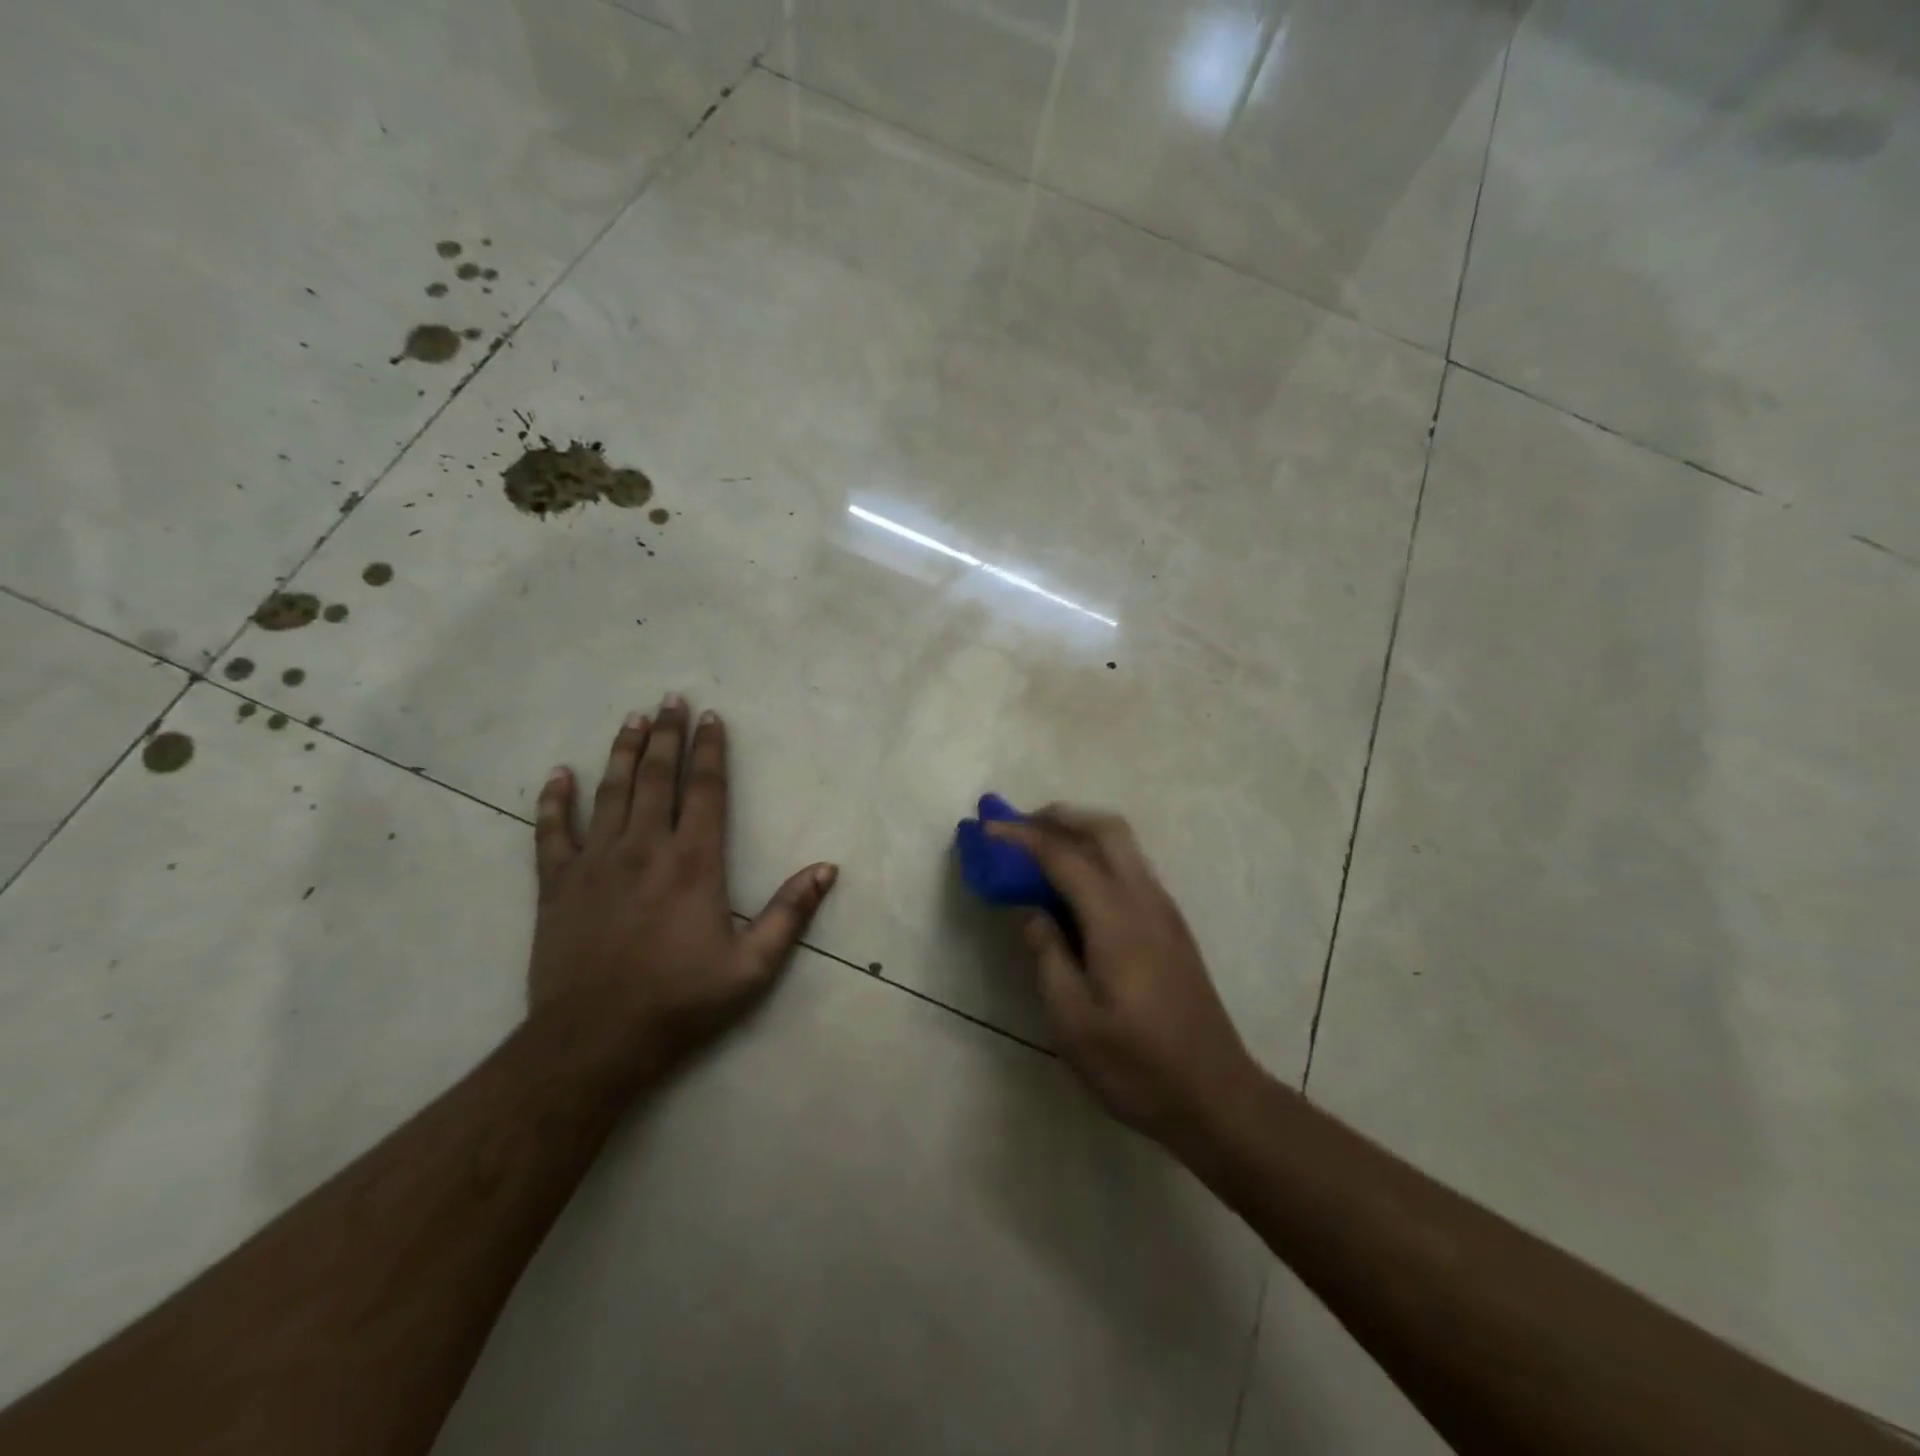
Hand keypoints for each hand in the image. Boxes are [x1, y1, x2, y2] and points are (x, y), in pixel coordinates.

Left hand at [527, 694, 836, 1083]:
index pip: (705, 790)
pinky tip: (558, 774)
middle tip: (670, 699)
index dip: (710, 750)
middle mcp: (644, 848)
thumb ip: (790, 913)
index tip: (712, 719)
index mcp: (693, 862)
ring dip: (621, 751)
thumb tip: (827, 869)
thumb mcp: (753, 965)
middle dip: (666, 735)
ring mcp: (595, 863)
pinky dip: (555, 801)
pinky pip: (552, 832)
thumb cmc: (681, 1001)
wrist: (595, 1041)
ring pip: (609, 792)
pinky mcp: (557, 885)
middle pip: (655, 777)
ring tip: (631, 719)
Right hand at [988, 807, 1262, 1150]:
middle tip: (1019, 826)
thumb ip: (1048, 957)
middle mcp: (1145, 901)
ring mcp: (1165, 912)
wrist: (1217, 1096)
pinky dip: (1099, 856)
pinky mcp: (1173, 927)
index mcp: (1117, 921)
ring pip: (1124, 845)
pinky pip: (1132, 868)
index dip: (1023, 837)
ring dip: (1081, 832)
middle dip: (1060, 817)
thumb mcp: (1073, 1023)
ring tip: (1040, 848)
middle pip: (1106, 830)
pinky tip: (1076, 886)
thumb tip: (1031, 912)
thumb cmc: (1138, 1067)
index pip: (1064, 857)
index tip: (988, 829)